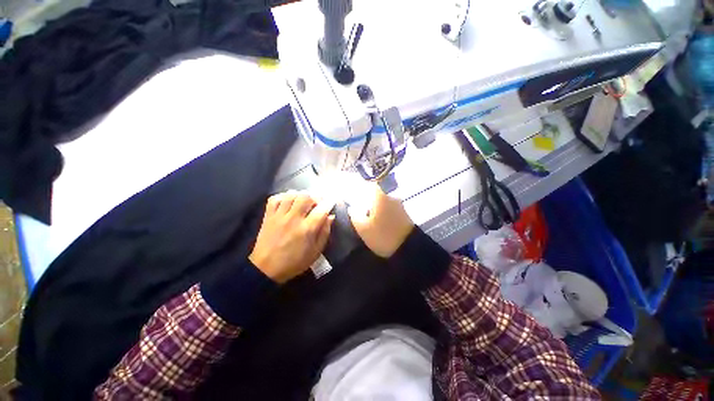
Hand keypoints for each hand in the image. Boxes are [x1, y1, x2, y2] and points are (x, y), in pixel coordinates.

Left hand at [250, 191, 334, 283]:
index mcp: (307, 229)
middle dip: (314, 197)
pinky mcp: (268, 216)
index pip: (321, 209)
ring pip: (291, 195)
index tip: (332, 200)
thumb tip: (331, 216)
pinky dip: (283, 196)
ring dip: (300, 195)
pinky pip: (275, 198)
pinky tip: (288, 201)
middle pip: (306, 197)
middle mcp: (293, 219)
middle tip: (316, 203)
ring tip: (303, 202)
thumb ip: (324, 233)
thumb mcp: (315, 252)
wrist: (266, 269)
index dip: (329, 202)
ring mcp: (279, 216)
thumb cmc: (294, 262)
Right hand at [349, 185, 414, 257]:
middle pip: (376, 194)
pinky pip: (390, 208)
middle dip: (368, 201)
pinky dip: (383, 213)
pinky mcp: (404, 214)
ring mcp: (399, 205)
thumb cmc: (383, 236)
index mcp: (381, 197)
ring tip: (369, 219)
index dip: (361, 189)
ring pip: (383, 202)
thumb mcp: (363, 228)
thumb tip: (352, 207)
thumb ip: (355, 215)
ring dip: (376, 208)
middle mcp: (391, 197)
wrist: (408, 249)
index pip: (370, 184)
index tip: (355, 197)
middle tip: (360, 211)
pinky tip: (379, 223)